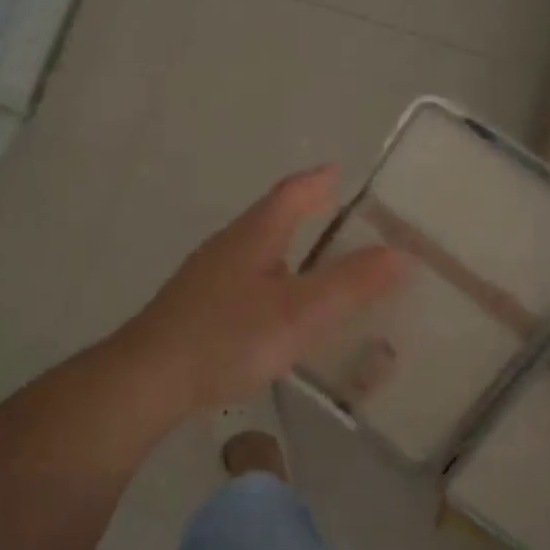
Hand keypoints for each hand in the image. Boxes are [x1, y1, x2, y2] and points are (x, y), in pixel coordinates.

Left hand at [119, 167, 405, 414]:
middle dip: (303, 211)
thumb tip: (400, 253)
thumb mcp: (300, 312)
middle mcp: (229, 245)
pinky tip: (275, 306)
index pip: (291, 194)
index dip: (316, 181)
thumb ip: (350, 283)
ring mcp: (207, 275)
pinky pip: (244, 278)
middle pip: (271, 217)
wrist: (149, 378)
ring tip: (314, 260)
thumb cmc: (229, 336)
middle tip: (336, 213)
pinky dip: (270, 278)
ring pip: (256, 249)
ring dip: (286, 246)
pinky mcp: (196, 306)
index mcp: (255, 235)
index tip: (337, 172)